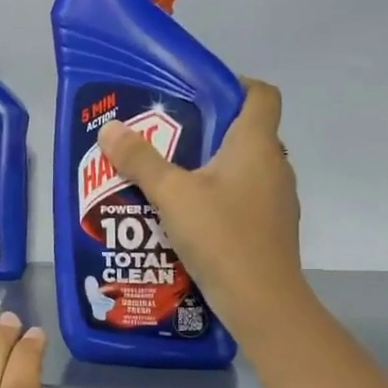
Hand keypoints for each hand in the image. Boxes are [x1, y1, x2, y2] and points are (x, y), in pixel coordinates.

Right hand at [96, 77, 304, 344]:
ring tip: (171, 179)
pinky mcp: (270, 229)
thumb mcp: (172, 195)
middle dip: (209, 131)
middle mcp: (274, 166)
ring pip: (245, 169)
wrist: (262, 303)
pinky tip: (188, 219)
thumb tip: (110, 128)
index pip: (261, 94)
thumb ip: (140, 161)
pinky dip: (220, 199)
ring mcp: (277, 201)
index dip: (234, 85)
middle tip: (167, 139)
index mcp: (256, 145)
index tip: (198, 95)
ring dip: (213, 169)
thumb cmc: (221, 237)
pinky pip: (244, 200)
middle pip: (247, 133)